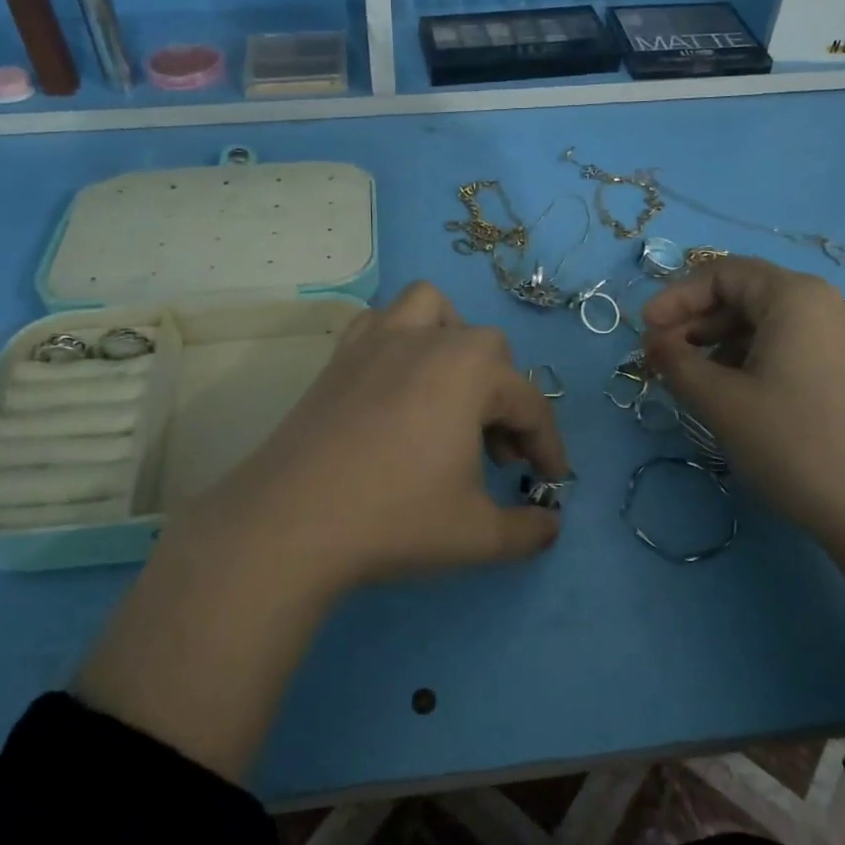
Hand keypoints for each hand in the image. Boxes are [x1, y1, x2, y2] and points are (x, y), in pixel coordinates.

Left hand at [178, 280, 567, 595]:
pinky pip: (379, 322)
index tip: (552, 482)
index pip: (529, 404)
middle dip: (504, 398)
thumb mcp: (477, 536)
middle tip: (495, 453)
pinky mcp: (339, 356)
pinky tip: (396, 383)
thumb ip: (527, 529)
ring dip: (453, 341)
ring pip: (431, 308)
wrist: (292, 522)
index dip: (548, 446)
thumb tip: (550, 526)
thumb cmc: (395, 519)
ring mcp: (377, 341)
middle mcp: (428, 341)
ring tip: (451, 392)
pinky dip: (399, 338)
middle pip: (488, 349)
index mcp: (470, 372)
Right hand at [641, 257, 844, 716]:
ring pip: (772, 324)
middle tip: (663, 358)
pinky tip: (742, 397)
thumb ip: (676, 363)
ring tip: (697, 382)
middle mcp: (831, 304)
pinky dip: (758, 360)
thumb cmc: (797, 445)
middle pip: (748, 295)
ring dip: (724, 344)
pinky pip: (798, 347)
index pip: (723, 273)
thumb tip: (654, 343)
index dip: (675, 297)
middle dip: (697, 322)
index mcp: (798, 297)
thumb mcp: (721, 403)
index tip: (644, 330)